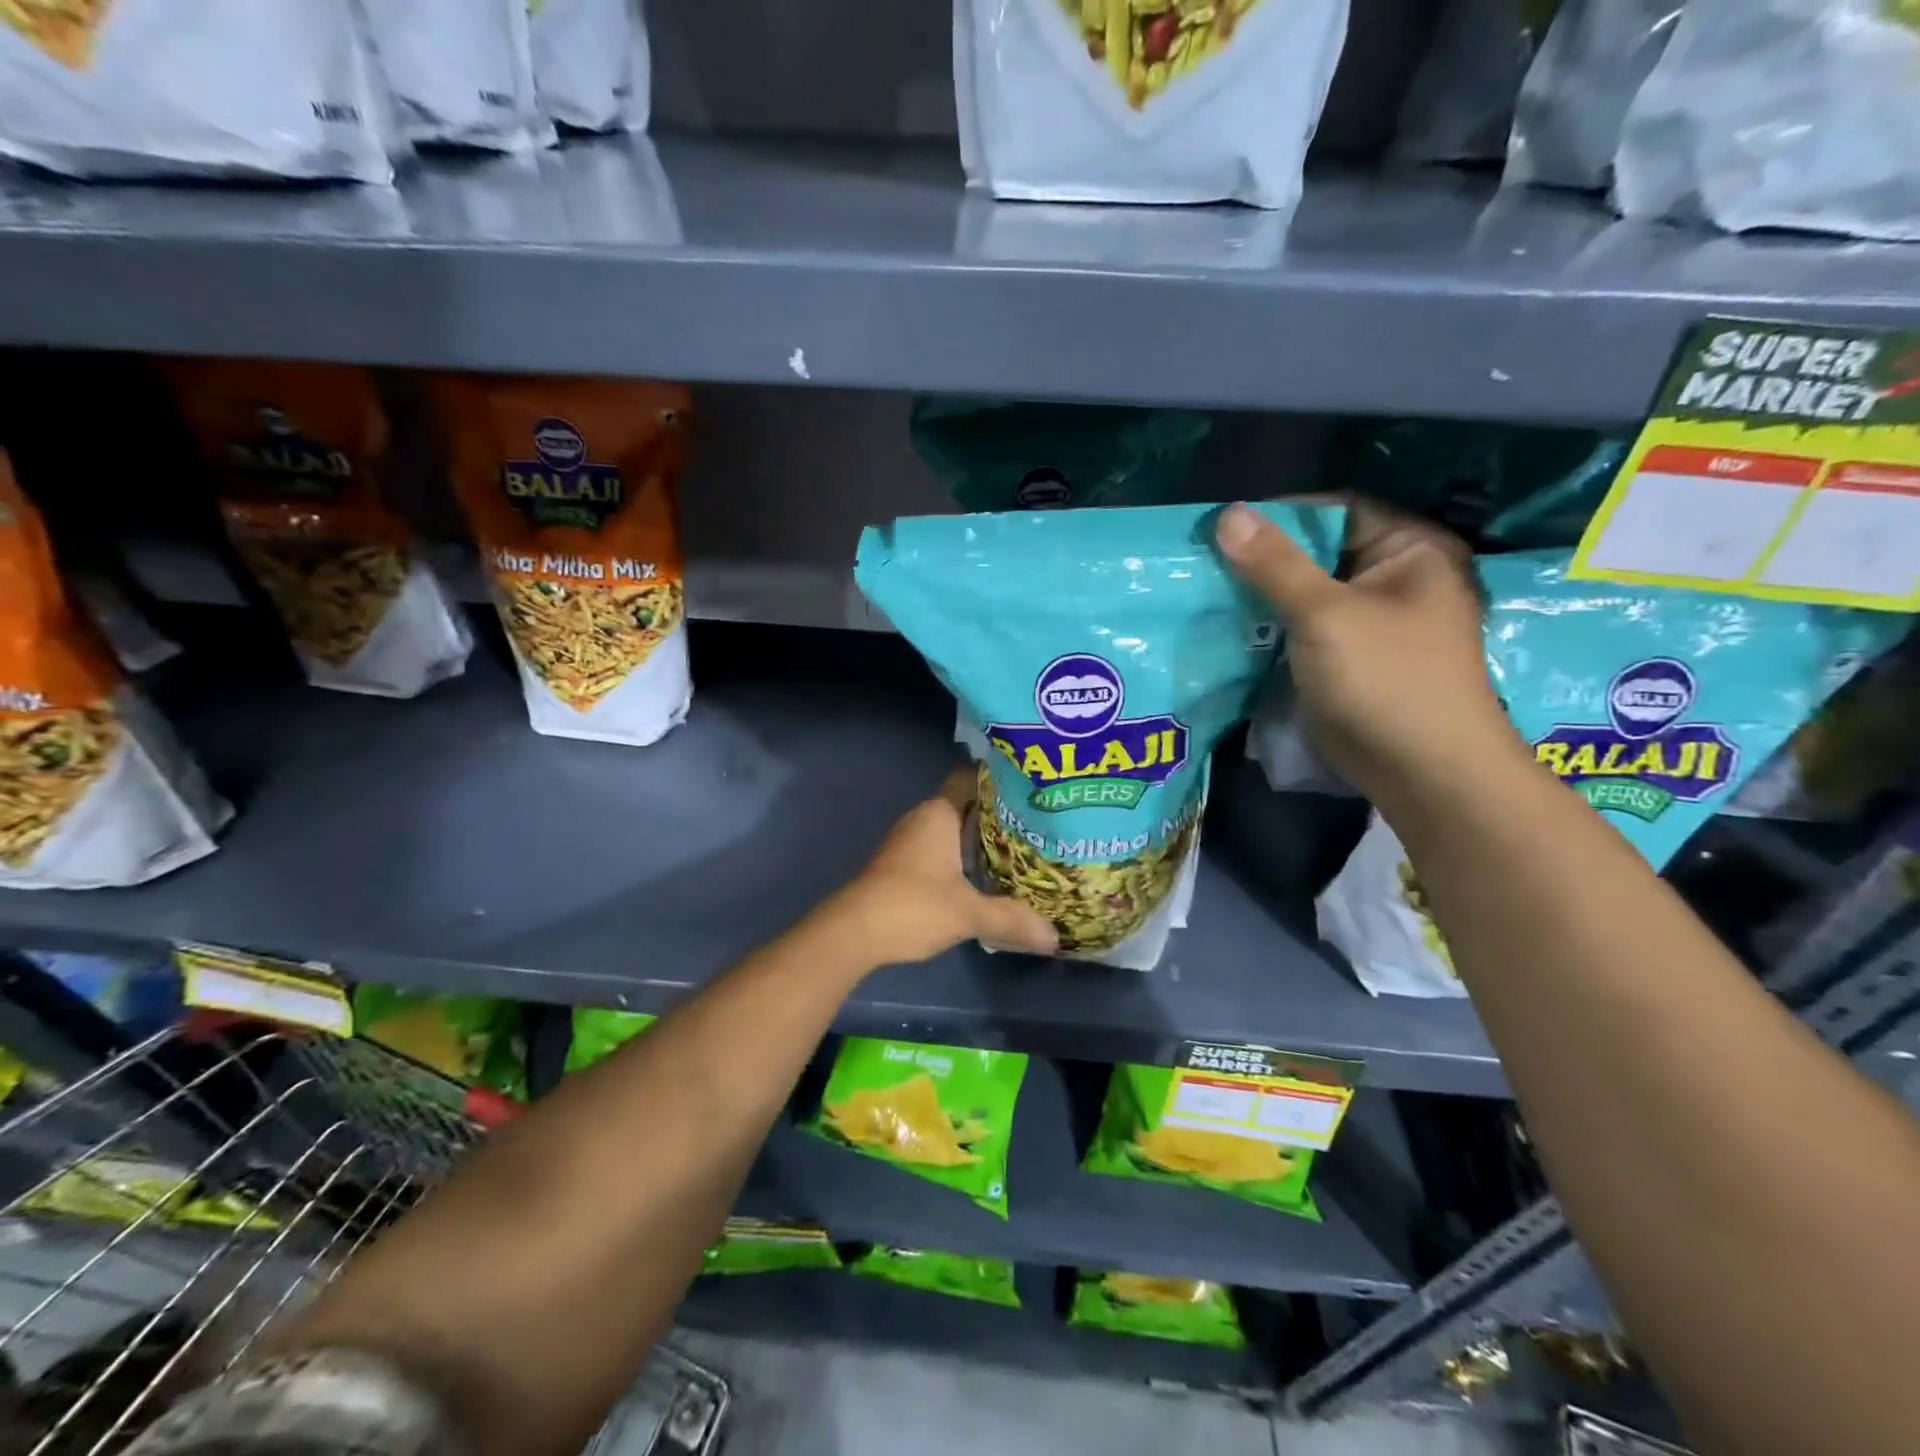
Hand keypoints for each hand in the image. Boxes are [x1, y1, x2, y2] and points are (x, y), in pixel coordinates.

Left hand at [829, 766, 1058, 965]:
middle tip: (1035, 825)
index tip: (1030, 788)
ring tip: (1017, 851)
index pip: (970, 779)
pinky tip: (981, 878)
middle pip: (964, 806)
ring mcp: (906, 843)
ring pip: (949, 831)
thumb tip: (1053, 937)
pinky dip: (958, 859)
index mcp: (938, 814)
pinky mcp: (898, 866)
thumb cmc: (912, 906)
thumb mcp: (968, 914)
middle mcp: (921, 819)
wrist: (852, 933)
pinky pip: (937, 852)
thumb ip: (1011, 919)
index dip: (998, 780)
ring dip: (976, 841)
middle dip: (996, 815)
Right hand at [1216, 499, 1525, 811]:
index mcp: (1409, 549)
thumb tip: (1228, 513)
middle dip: (1264, 557)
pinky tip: (1229, 626)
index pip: (1336, 510)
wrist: (1421, 771)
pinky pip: (1303, 628)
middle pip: (1318, 552)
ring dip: (1262, 594)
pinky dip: (1271, 626)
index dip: (1281, 514)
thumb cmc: (1385, 679)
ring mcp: (1370, 621)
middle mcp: (1394, 577)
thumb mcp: (1325, 614)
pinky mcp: (1348, 658)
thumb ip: (1274, 564)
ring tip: (1207, 590)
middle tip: (1205, 560)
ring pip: (1306, 593)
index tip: (1224, 526)